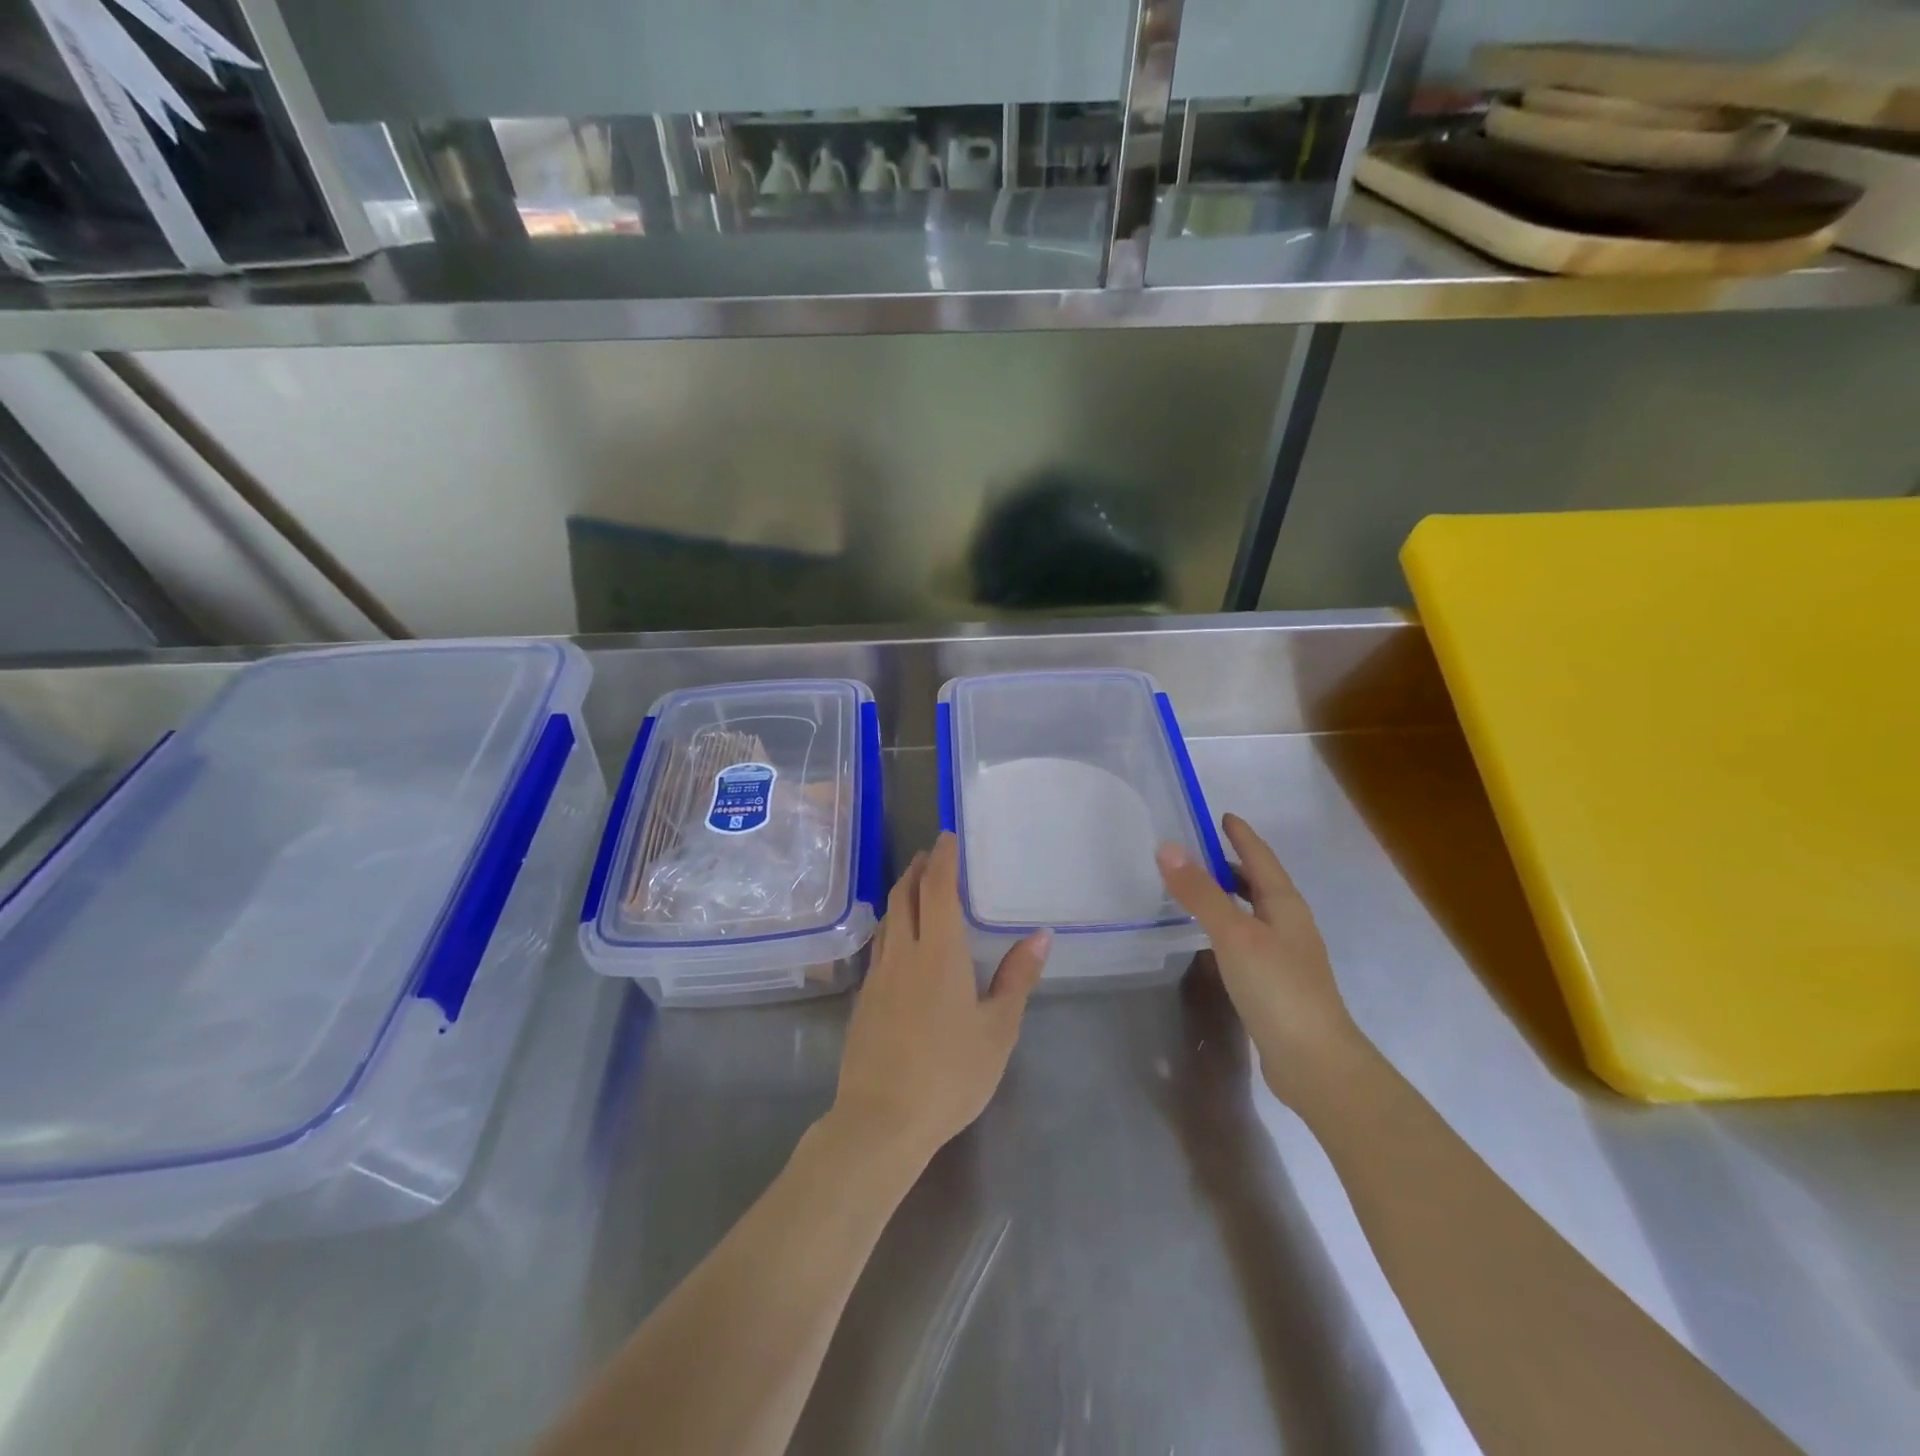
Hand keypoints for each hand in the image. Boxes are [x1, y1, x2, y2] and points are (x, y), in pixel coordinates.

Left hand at [831, 834, 1050, 1164]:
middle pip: (905, 896)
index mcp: (939, 951)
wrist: (881, 1119)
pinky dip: (891, 927)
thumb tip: (1042, 936)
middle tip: (931, 854)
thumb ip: (1017, 979)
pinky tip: (898, 942)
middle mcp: (903, 952)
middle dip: (918, 869)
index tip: (947, 836)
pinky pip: (879, 946)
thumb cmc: (950, 1073)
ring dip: (901, 894)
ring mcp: (878, 976)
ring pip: (887, 919)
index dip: (943, 859)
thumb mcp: (997, 1029)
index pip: (938, 889)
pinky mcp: (863, 1000)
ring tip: (915, 887)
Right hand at [1156, 813, 1366, 1107]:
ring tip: (1197, 890)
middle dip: (1232, 864)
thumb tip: (1167, 847)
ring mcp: (1286, 955)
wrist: (1315, 1061)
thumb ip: (1200, 893)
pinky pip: (1248, 939)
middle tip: (1197, 851)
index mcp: (1285, 905)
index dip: (1242, 835)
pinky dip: (1228, 926)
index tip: (1222, 816)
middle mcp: (1289, 924)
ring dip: (1229, 896)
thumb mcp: (1234, 934)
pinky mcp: (1276, 983)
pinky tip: (1211, 939)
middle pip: (1259, 883)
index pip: (1261, 858)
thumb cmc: (1277, 987)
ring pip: (1253, 912)